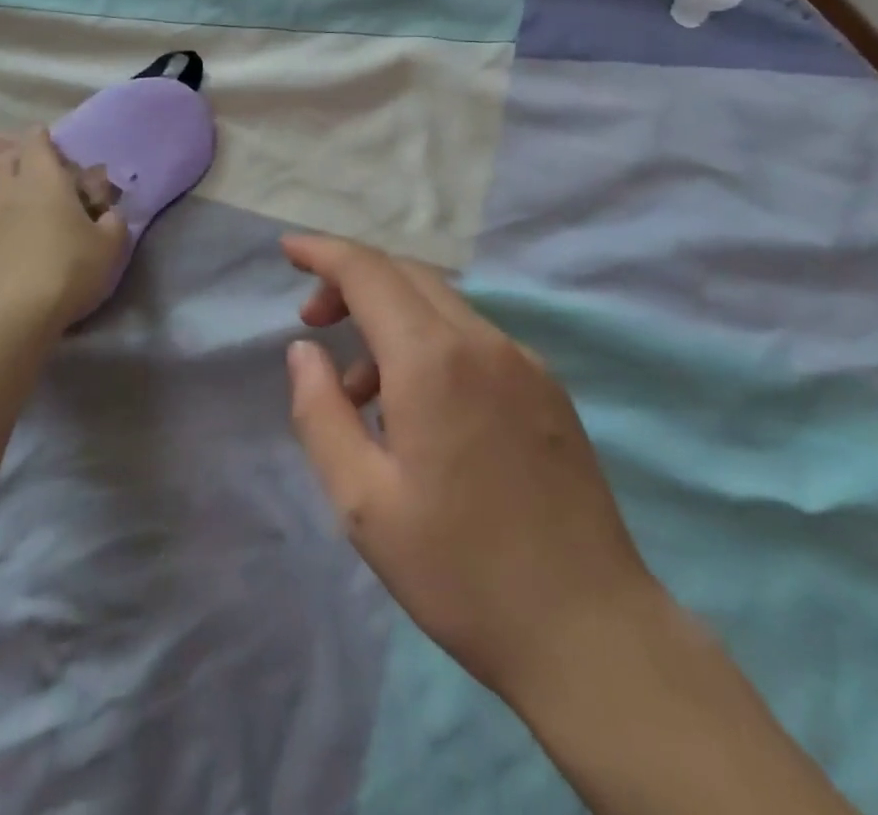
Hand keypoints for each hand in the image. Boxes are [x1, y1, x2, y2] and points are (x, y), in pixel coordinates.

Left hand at [0, 129, 127, 339]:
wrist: (9, 318)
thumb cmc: (67, 271)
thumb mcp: (110, 246)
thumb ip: (113, 222)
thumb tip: (109, 213)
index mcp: (44, 179)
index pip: (37, 142)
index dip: (44, 138)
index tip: (52, 141)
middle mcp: (7, 189)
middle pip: (6, 160)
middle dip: (20, 159)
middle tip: (39, 172)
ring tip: (9, 196)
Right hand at [281, 235, 658, 708]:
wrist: (588, 628)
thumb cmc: (461, 570)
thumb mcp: (363, 502)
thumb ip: (321, 413)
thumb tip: (304, 350)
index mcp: (433, 359)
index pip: (369, 272)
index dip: (324, 251)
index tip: (289, 249)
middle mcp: (482, 341)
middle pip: (407, 276)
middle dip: (353, 283)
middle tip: (315, 324)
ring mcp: (523, 360)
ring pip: (442, 306)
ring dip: (392, 321)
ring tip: (362, 394)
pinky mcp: (547, 387)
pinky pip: (474, 339)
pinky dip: (432, 345)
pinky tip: (422, 411)